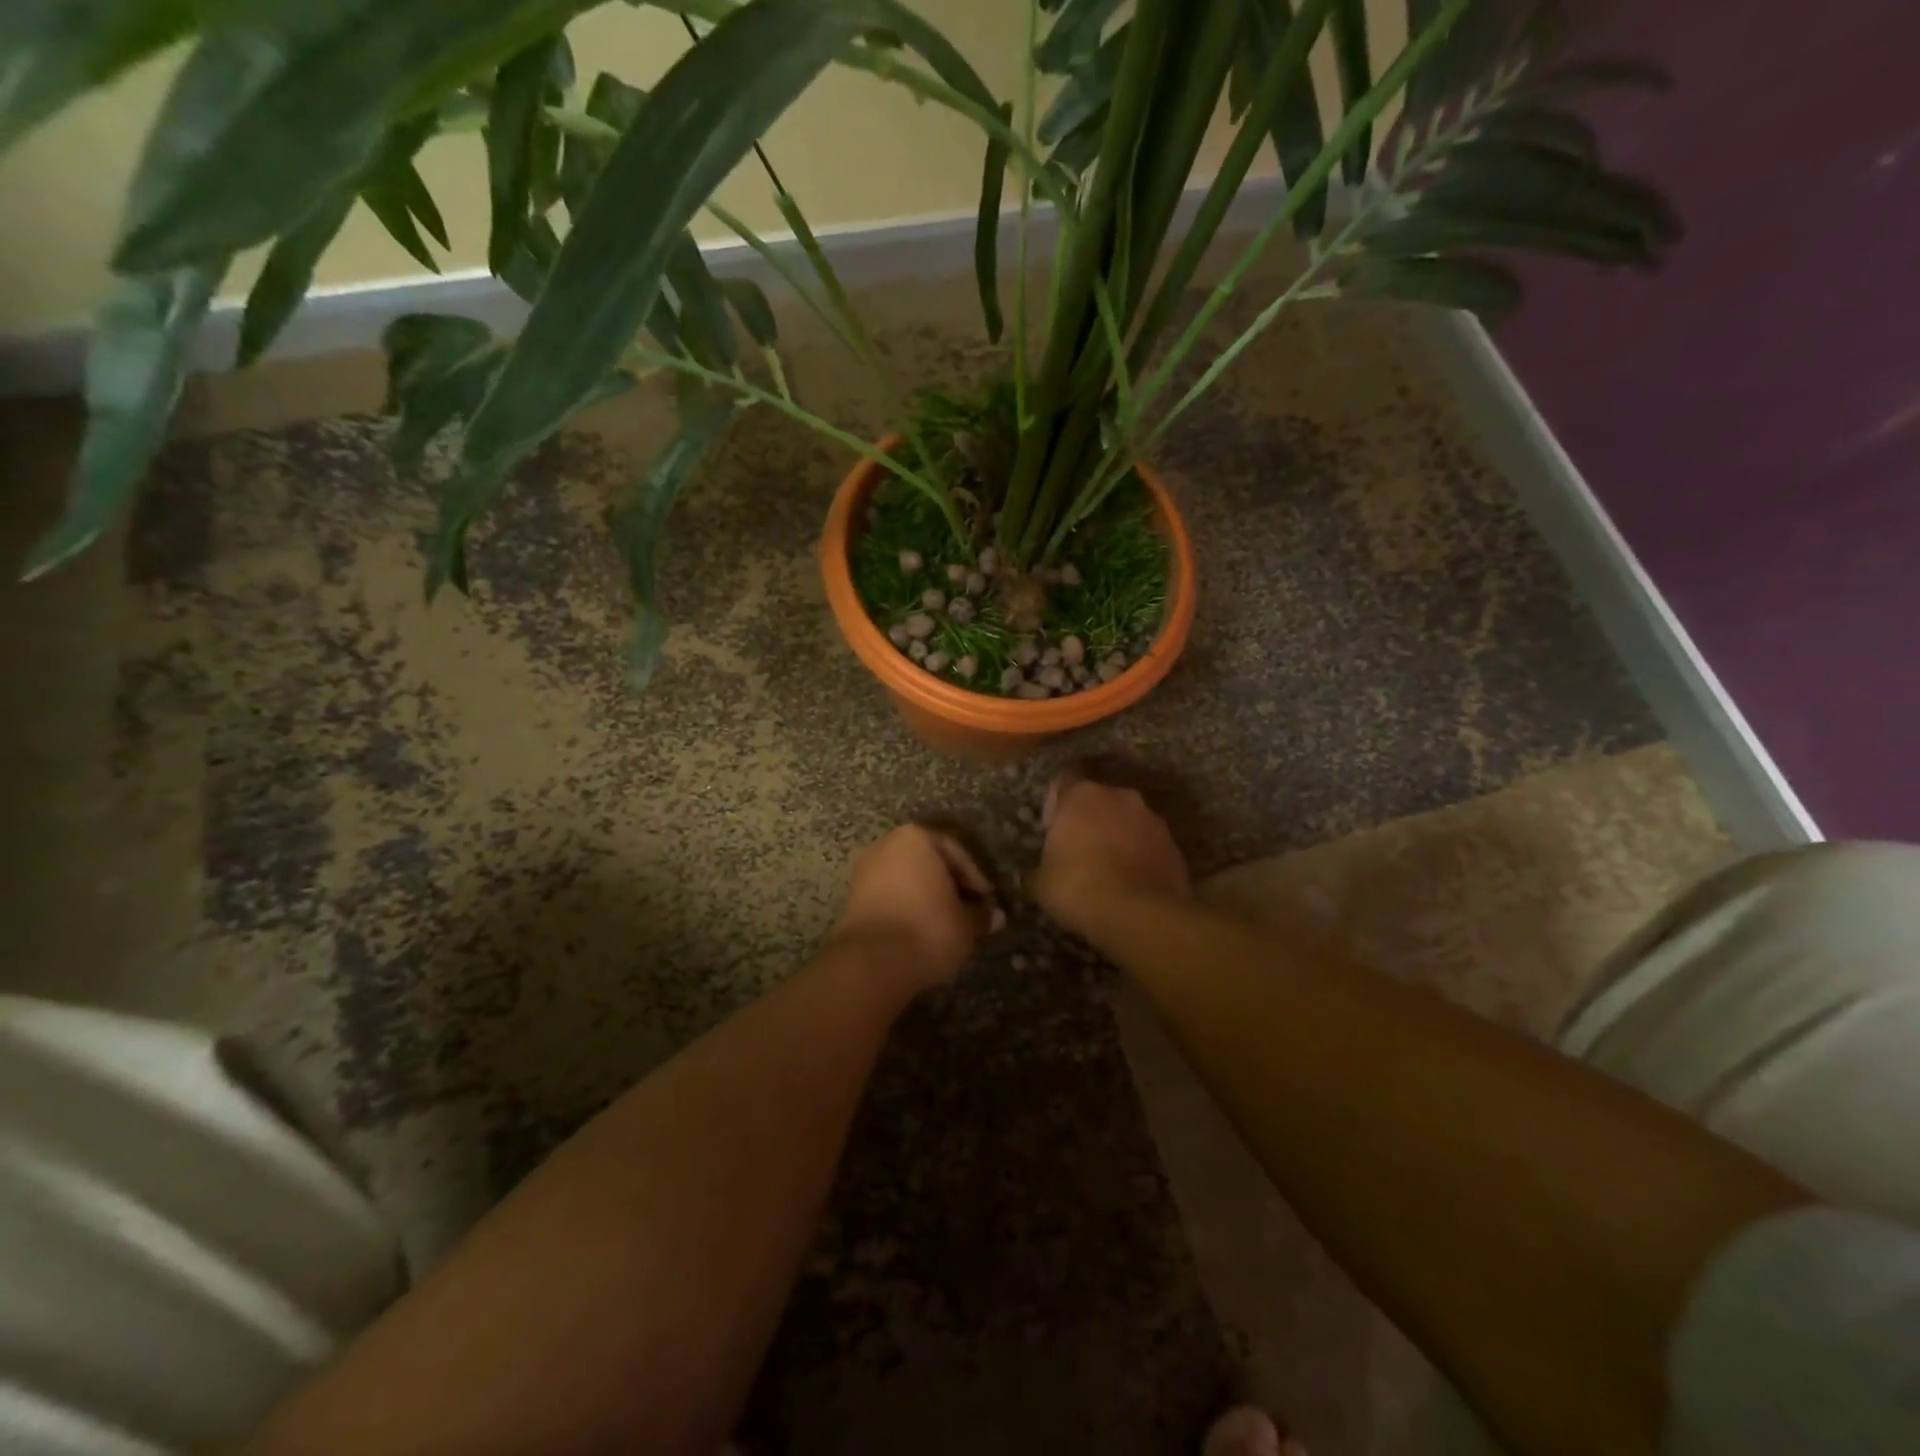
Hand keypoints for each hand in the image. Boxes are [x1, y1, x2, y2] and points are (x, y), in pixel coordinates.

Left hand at [831, 825, 1002, 991]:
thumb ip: (981, 915)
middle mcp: (886, 845)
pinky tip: (919, 932)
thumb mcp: (967, 924)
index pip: (954, 851)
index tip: (986, 900)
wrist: (872, 962)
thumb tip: (995, 916)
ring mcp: (864, 871)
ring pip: (906, 879)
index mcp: (916, 838)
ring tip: (945, 924)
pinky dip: (905, 909)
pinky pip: (888, 896)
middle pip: (927, 862)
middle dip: (948, 885)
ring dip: (926, 898)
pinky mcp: (851, 899)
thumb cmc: (928, 928)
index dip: (975, 878)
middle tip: (967, 910)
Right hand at [1029, 774, 1189, 938]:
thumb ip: (1038, 870)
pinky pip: (1150, 845)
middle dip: (1090, 819)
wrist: (1140, 915)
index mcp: (1082, 795)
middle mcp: (1120, 796)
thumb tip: (1036, 876)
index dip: (1056, 803)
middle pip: (1100, 800)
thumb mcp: (1041, 884)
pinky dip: (1141, 857)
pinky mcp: (1175, 846)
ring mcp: (1153, 819)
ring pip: (1128, 821)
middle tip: (1079, 850)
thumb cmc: (1079, 888)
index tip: (1052, 828)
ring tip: (1109, 869)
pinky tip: (1132, 883)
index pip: (1064, 781)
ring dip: (1118, 836)